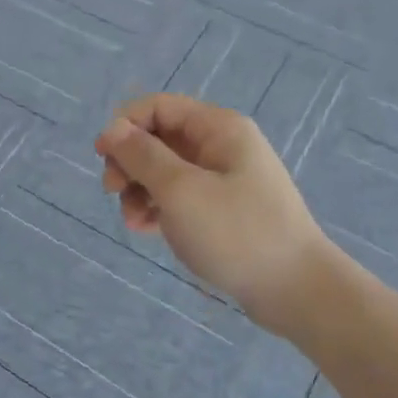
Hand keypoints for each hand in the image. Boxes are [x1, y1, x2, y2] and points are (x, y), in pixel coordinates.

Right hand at [95, 93, 334, 320]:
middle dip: (130, 161)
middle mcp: (221, 146)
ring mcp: (223, 179)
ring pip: (165, 169)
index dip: (125, 125)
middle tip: (111, 190)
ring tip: (131, 219)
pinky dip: (157, 207)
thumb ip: (142, 156)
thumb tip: (112, 128)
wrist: (295, 290)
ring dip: (139, 188)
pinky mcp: (222, 210)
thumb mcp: (180, 191)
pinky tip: (145, 228)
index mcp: (218, 128)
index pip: (159, 107)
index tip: (102, 156)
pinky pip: (179, 196)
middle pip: (159, 137)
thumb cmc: (236, 232)